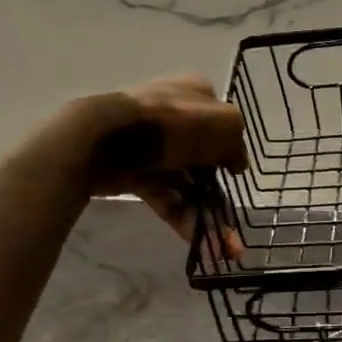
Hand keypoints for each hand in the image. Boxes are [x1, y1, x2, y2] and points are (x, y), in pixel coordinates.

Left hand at [75, 76, 246, 244]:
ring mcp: (151, 145)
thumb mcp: (225, 124)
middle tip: (232, 221)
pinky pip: (165, 197)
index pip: (221, 120)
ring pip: (185, 182)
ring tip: (223, 246)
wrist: (104, 138)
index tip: (237, 175)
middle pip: (204, 156)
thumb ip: (237, 144)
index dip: (232, 147)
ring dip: (206, 214)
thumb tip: (237, 164)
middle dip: (220, 191)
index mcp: (195, 94)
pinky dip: (182, 218)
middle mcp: (173, 115)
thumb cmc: (173, 124)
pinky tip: (200, 243)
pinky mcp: (133, 171)